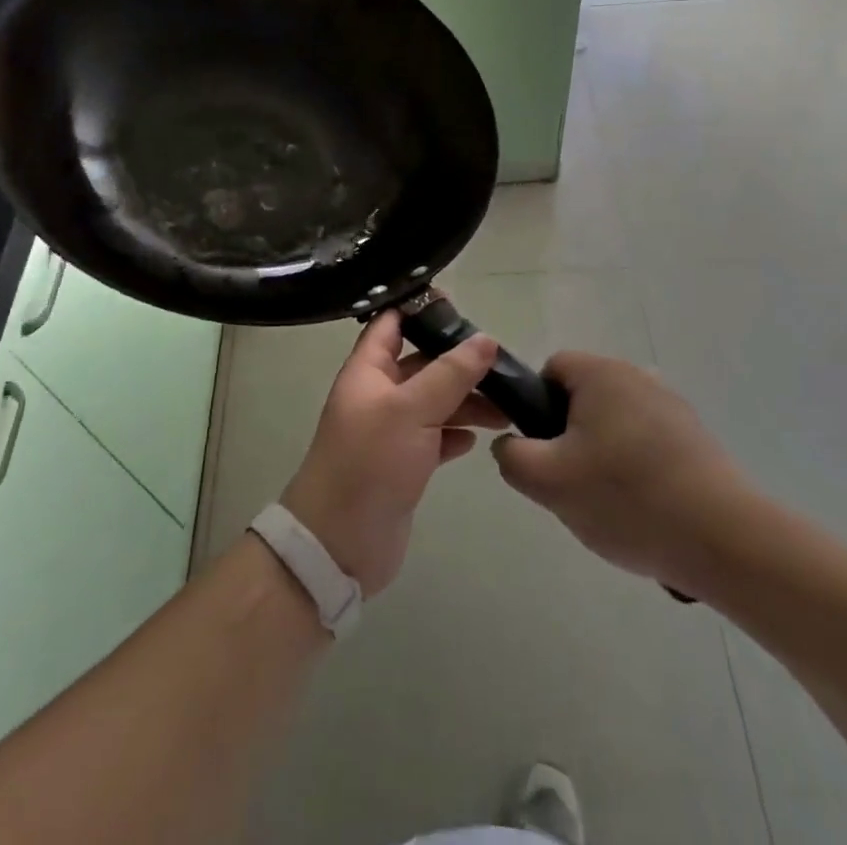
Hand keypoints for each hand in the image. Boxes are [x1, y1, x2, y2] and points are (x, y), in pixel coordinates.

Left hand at [281, 310, 505, 597]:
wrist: (339, 543)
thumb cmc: (369, 463)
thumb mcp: (411, 410)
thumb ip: (450, 374)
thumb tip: (486, 339)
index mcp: (368, 370)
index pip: (392, 323)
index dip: (421, 308)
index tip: (461, 303)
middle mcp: (378, 394)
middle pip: (421, 363)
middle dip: (458, 360)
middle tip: (501, 361)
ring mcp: (391, 430)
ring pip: (434, 401)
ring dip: (466, 399)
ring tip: (506, 405)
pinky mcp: (405, 463)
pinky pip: (436, 436)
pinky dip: (457, 432)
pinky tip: (480, 436)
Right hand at [492, 352, 754, 596]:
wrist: (725, 540)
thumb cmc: (626, 498)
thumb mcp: (547, 481)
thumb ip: (511, 456)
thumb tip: (511, 445)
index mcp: (601, 373)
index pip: (551, 369)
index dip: (536, 407)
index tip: (545, 451)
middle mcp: (638, 376)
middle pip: (583, 399)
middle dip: (570, 438)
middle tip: (573, 485)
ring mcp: (673, 407)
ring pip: (615, 425)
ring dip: (604, 458)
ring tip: (611, 506)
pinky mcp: (697, 439)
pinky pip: (648, 446)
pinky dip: (638, 472)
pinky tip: (645, 513)